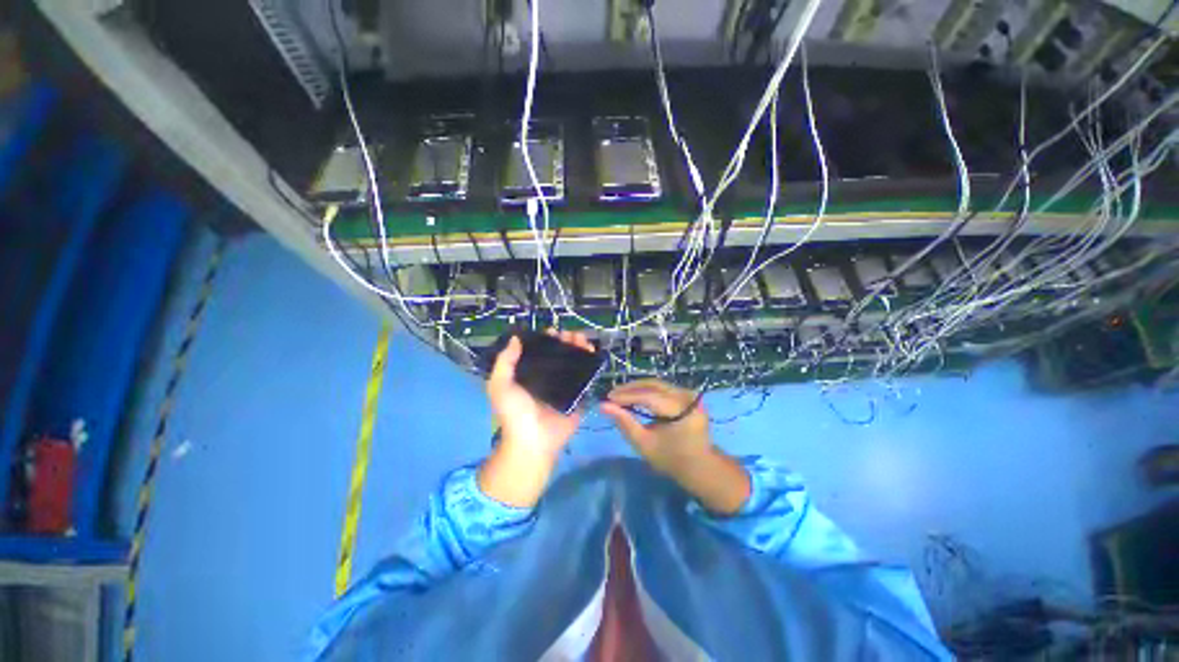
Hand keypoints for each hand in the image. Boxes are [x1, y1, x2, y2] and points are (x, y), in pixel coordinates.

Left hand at [478, 330, 593, 507]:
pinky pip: (586, 378)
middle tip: (571, 335)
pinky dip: (590, 366)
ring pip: (574, 363)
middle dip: (566, 341)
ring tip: (583, 340)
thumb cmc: (514, 412)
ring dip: (579, 349)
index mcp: (530, 374)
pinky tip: (593, 354)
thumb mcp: (500, 385)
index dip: (546, 340)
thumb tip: (515, 338)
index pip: (540, 352)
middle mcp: (547, 378)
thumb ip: (505, 362)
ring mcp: (564, 387)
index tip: (552, 332)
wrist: (533, 441)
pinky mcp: (578, 396)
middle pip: (560, 355)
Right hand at [601, 379, 749, 514]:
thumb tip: (603, 406)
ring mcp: (688, 394)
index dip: (626, 396)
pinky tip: (634, 396)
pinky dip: (646, 391)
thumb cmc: (671, 459)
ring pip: (657, 384)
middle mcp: (687, 397)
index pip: (649, 396)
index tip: (607, 399)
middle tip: (611, 395)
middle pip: (653, 385)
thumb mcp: (644, 444)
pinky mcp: (686, 395)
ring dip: (637, 388)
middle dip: (630, 389)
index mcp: (681, 410)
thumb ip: (624, 422)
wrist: (700, 466)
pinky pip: (662, 388)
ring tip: (619, 395)